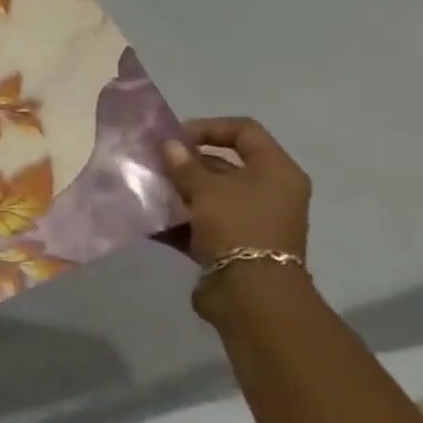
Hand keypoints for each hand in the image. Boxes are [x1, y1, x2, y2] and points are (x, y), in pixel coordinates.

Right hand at [161, 117, 310, 269]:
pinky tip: (149, 218)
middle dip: (185, 163)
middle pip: (223, 164)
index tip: (175, 139)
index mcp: (275, 172)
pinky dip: (178, 219)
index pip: (244, 131)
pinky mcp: (233, 244)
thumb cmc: (237, 227)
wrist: (251, 295)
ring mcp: (251, 220)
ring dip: (177, 190)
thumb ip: (184, 164)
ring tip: (147, 189)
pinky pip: (201, 222)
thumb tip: (170, 144)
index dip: (208, 127)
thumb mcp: (206, 189)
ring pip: (209, 194)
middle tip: (153, 164)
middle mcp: (268, 192)